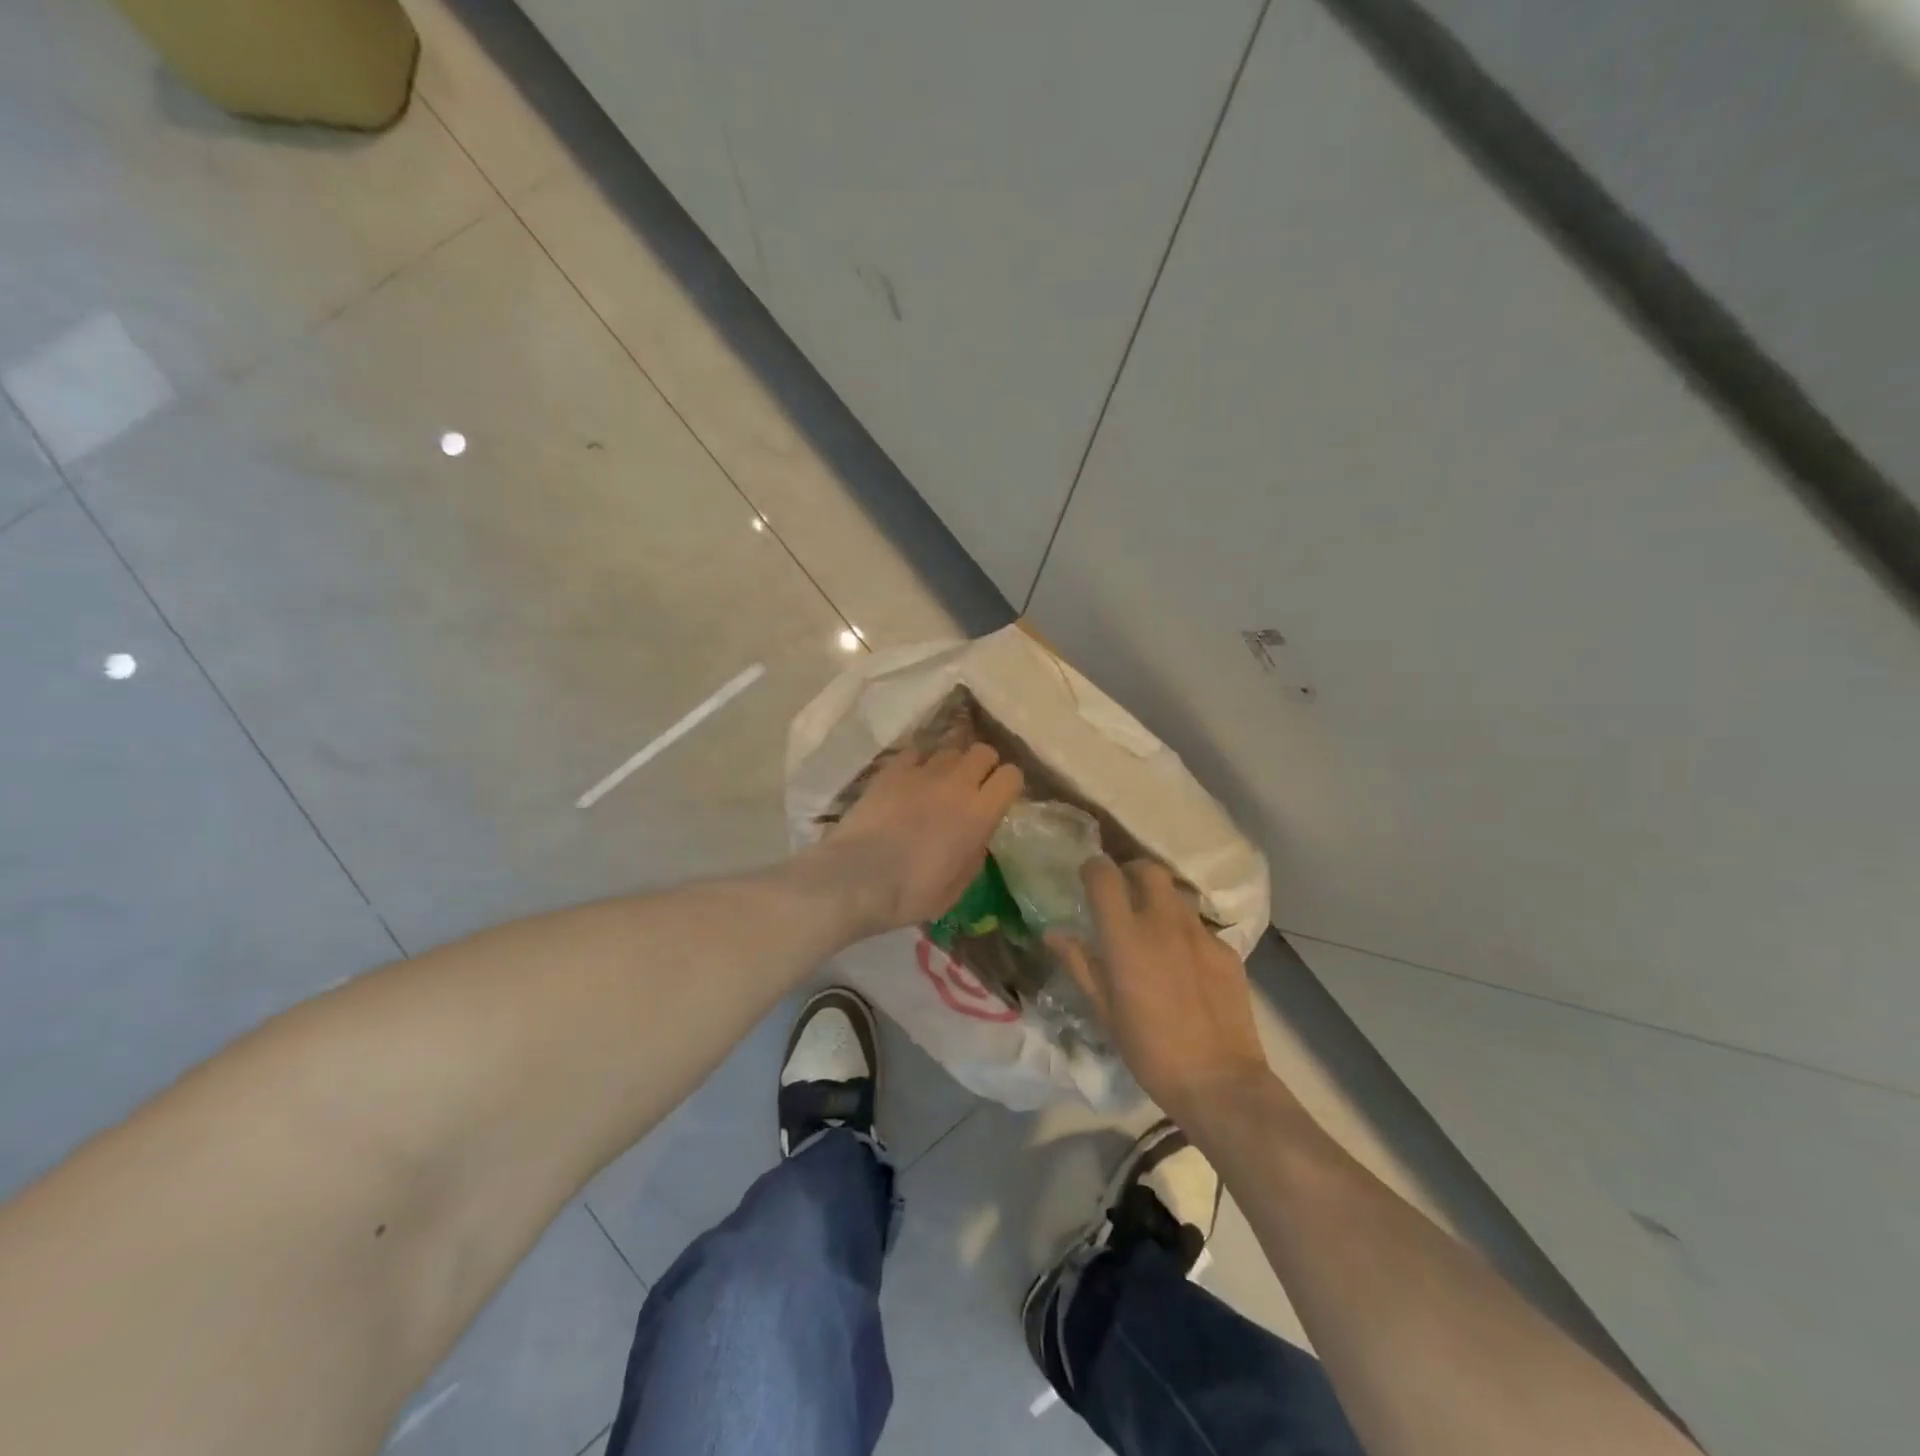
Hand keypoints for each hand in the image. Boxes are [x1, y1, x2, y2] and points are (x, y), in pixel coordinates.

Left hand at [820, 744, 1024, 935]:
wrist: (857, 878)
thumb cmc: (911, 893)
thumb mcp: (957, 887)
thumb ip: (975, 854)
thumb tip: (976, 836)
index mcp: (980, 813)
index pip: (1012, 775)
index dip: (1008, 785)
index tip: (998, 799)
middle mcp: (957, 783)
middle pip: (984, 751)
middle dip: (983, 766)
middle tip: (971, 788)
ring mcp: (923, 771)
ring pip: (950, 748)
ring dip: (951, 764)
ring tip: (938, 783)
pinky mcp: (892, 769)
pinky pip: (916, 751)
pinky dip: (919, 762)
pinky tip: (910, 780)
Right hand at [1051, 857, 1271, 1120]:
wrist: (1219, 1082)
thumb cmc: (1149, 1051)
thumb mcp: (1104, 1011)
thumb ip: (1080, 964)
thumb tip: (1053, 933)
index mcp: (1126, 937)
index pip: (1104, 876)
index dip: (1093, 870)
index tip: (1088, 880)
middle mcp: (1164, 923)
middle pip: (1148, 869)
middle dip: (1131, 872)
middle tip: (1123, 894)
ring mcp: (1200, 934)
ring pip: (1176, 894)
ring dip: (1159, 900)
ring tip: (1153, 929)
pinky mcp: (1226, 950)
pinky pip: (1199, 927)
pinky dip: (1185, 933)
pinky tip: (1185, 964)